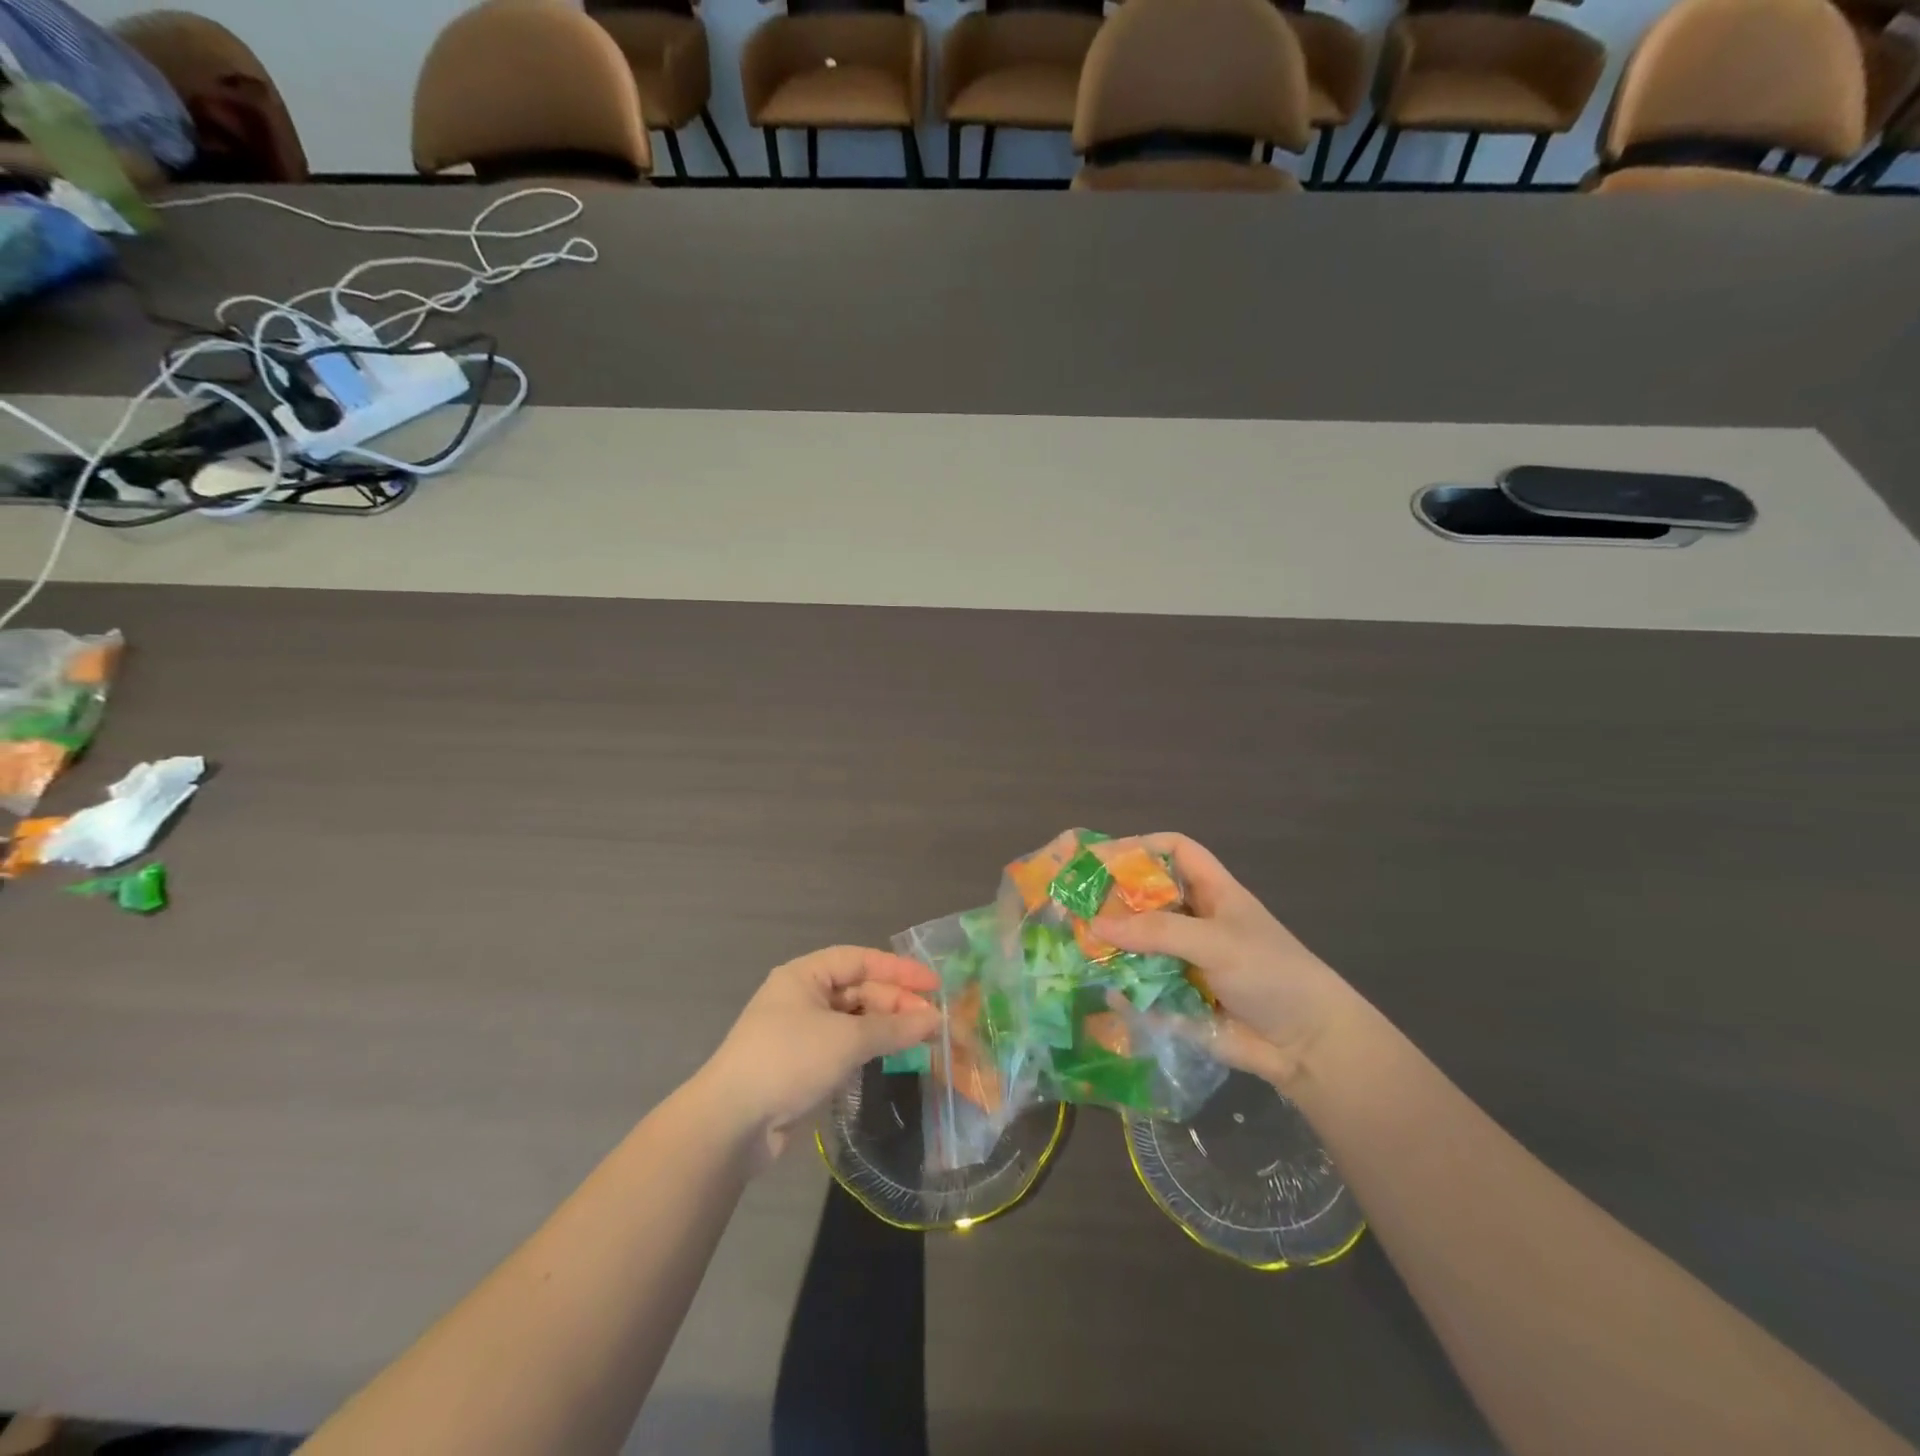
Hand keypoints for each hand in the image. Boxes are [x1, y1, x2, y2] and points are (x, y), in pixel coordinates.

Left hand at [698, 946, 941, 1167]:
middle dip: (896, 1002)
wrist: (731, 1123)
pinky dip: (868, 1047)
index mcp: (805, 974)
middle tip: (932, 1021)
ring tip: (921, 1039)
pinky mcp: (801, 1063)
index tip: (935, 984)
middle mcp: (802, 995)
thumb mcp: (847, 1039)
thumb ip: (894, 1027)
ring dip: (885, 1026)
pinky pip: (843, 1044)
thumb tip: (935, 1019)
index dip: (899, 970)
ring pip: (853, 1018)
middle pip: (859, 989)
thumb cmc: (789, 1061)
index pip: (861, 960)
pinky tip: (891, 1056)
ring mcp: (800, 1030)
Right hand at [1092, 834, 1358, 1088]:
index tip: (1102, 858)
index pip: (1175, 850)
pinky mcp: (1182, 999)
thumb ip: (1155, 932)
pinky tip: (1100, 990)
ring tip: (1074, 945)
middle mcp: (1197, 921)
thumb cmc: (1270, 974)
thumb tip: (1095, 926)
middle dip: (1114, 899)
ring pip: (1141, 943)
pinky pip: (1144, 986)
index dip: (1141, 846)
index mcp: (1213, 892)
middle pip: (1148, 897)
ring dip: (1113, 945)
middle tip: (1073, 904)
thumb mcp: (1215, 942)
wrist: (1309, 1046)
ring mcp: (1188, 960)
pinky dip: (1124, 988)